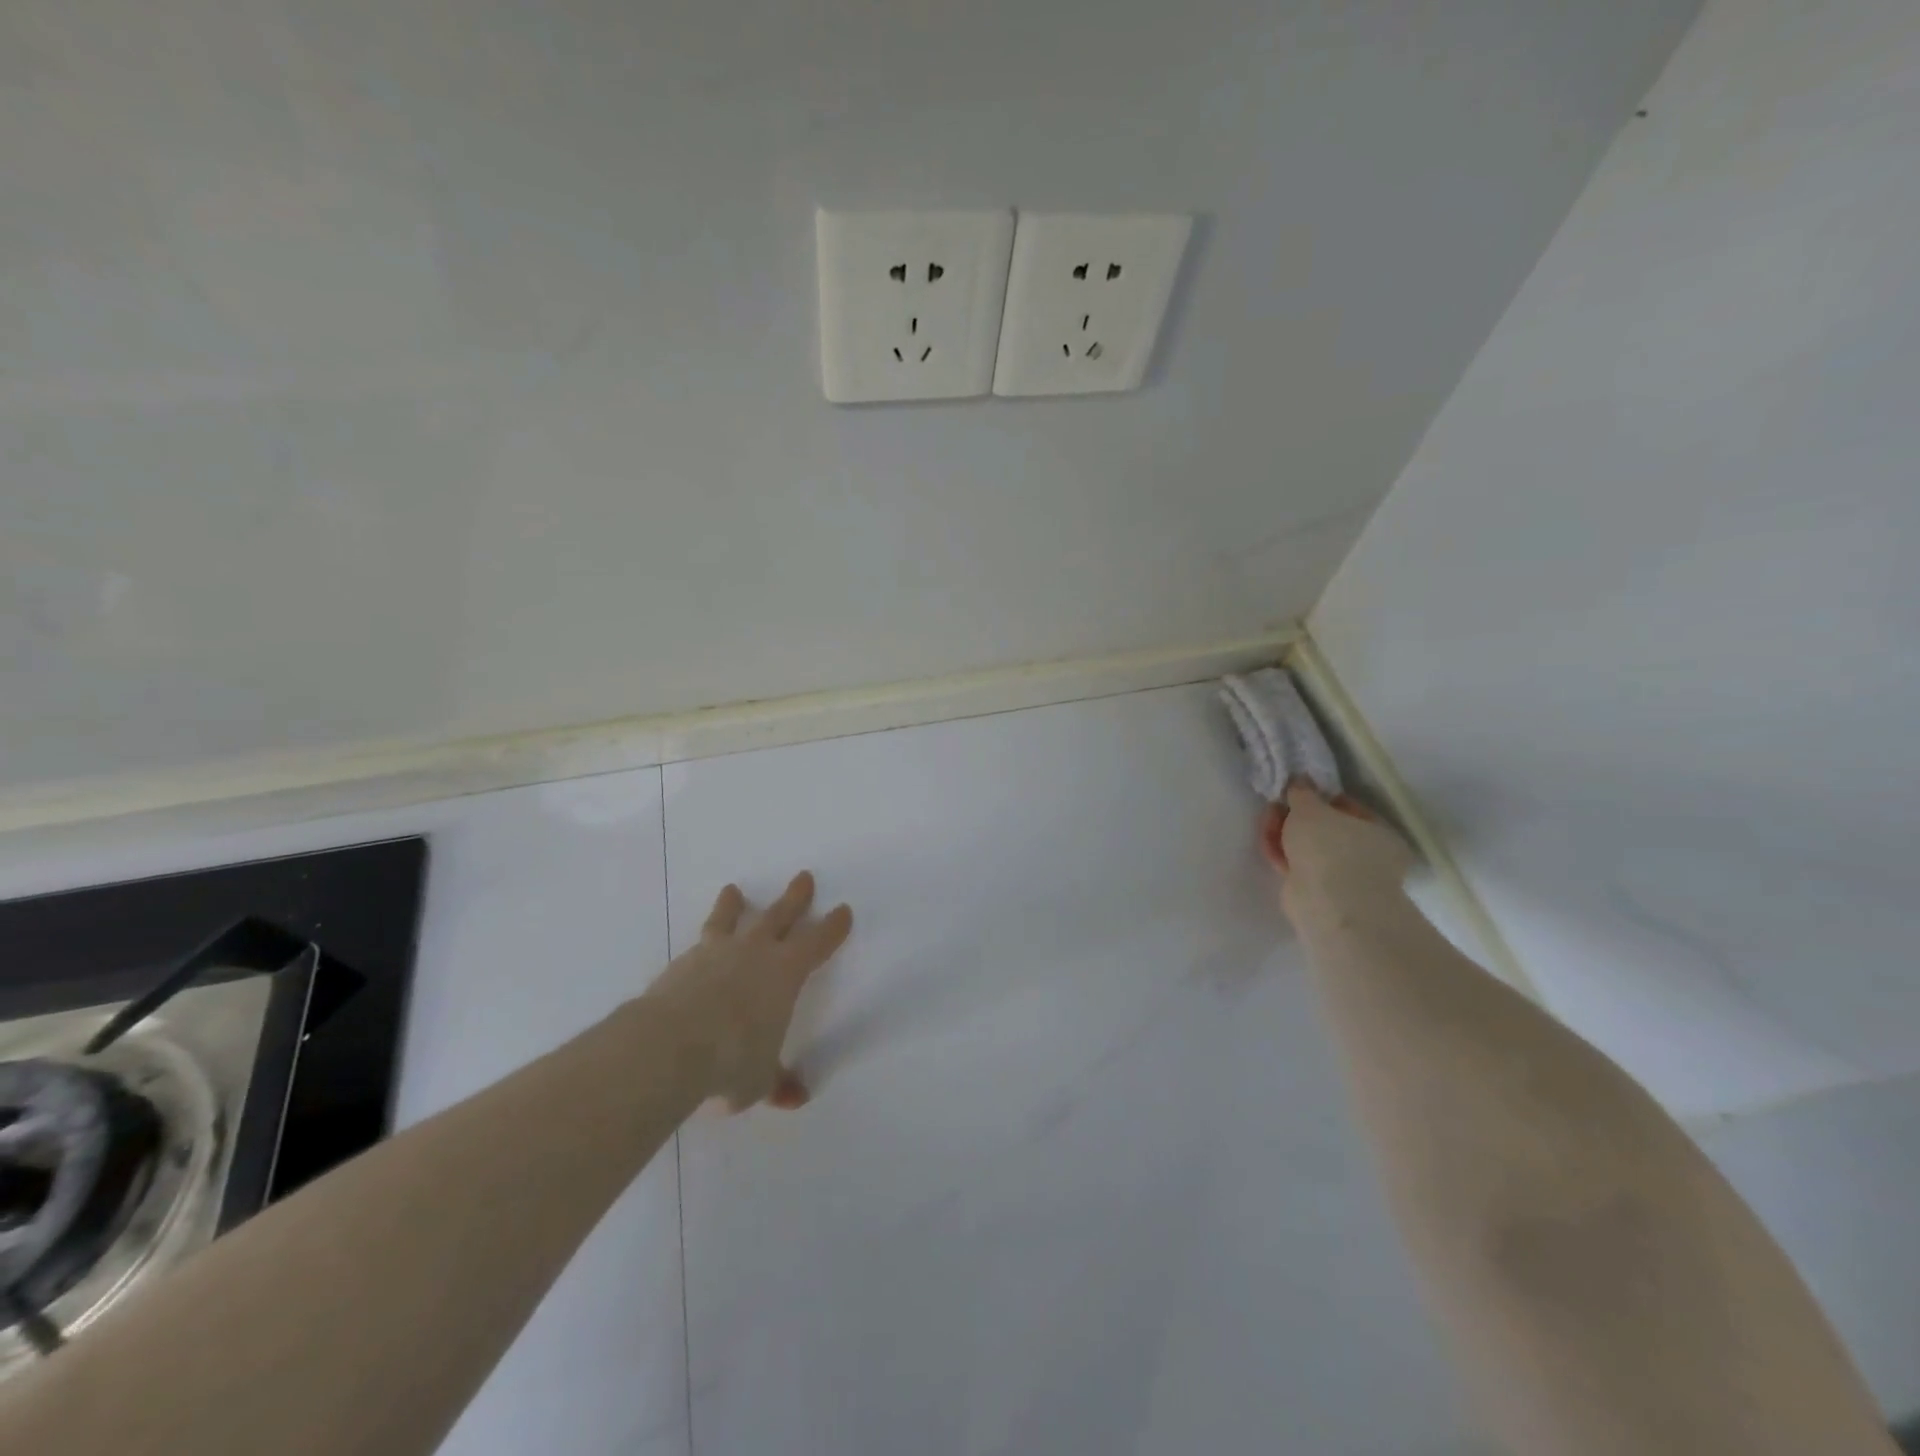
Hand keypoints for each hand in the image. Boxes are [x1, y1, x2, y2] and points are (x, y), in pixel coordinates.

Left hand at [644, 872, 852, 1111]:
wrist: (670, 1045)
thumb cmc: (731, 1060)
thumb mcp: (759, 1079)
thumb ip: (777, 1081)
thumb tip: (796, 1098)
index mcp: (786, 972)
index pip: (818, 942)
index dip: (833, 927)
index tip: (843, 910)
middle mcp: (755, 952)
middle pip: (780, 916)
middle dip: (795, 898)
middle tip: (803, 877)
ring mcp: (716, 952)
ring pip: (731, 919)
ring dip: (735, 905)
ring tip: (733, 891)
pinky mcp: (682, 962)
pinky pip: (699, 942)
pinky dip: (704, 938)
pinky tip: (699, 944)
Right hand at [1261, 781, 1412, 913]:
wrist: (1328, 904)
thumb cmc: (1330, 847)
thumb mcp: (1310, 808)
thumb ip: (1302, 792)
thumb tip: (1299, 780)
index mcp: (1378, 832)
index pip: (1347, 808)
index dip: (1318, 797)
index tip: (1294, 792)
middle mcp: (1366, 856)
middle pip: (1324, 829)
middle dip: (1296, 817)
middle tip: (1275, 806)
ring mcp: (1342, 877)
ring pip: (1309, 849)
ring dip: (1286, 833)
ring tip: (1266, 821)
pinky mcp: (1317, 893)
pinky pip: (1297, 866)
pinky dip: (1283, 854)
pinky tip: (1267, 842)